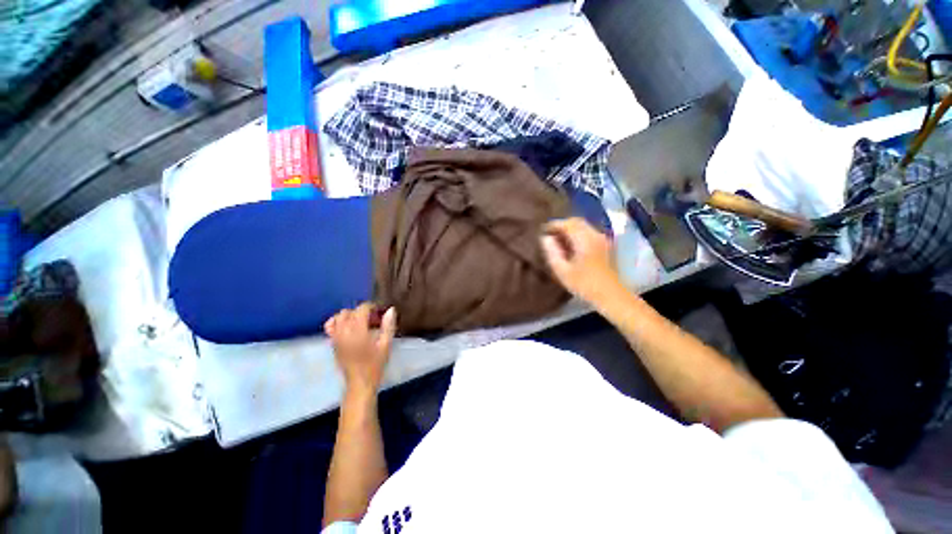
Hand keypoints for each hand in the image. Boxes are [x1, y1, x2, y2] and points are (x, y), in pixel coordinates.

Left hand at [325, 303, 396, 394]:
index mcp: (358, 332)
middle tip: (373, 320)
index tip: (380, 313)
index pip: (361, 309)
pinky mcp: (332, 343)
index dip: (371, 307)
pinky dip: (338, 322)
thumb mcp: (386, 345)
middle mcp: (344, 333)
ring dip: (350, 316)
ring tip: (361, 323)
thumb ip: (388, 326)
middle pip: (350, 312)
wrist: (359, 383)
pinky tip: (347, 327)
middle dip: (362, 312)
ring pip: (339, 316)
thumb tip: (390, 309)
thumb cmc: (375, 365)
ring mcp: (335, 338)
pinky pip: (330, 326)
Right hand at [540, 217, 621, 304]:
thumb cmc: (584, 285)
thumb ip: (552, 252)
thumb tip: (546, 238)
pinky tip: (571, 246)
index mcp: (585, 239)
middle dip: (562, 225)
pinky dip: (578, 235)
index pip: (567, 223)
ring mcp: (603, 239)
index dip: (554, 225)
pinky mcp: (606, 245)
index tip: (543, 231)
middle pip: (577, 222)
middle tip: (550, 235)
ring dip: (570, 230)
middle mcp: (595, 235)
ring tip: (559, 241)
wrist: (612, 296)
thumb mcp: (562, 271)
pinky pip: (589, 233)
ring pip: (584, 227)